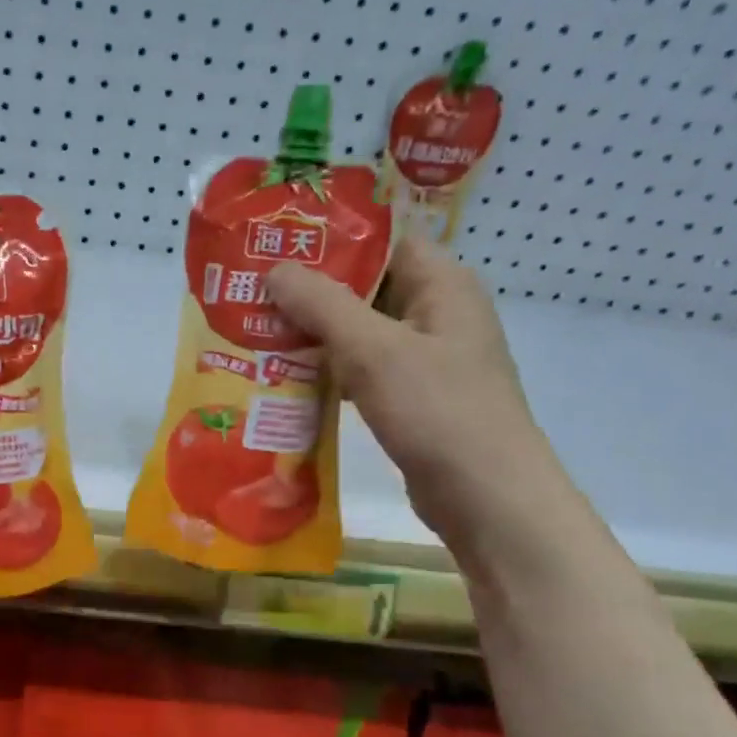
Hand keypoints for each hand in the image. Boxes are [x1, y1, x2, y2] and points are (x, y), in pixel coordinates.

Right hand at [265, 235, 562, 547]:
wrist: (485, 496)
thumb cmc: (436, 410)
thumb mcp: (373, 350)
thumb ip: (322, 305)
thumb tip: (276, 270)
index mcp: (442, 285)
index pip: (383, 241)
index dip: (330, 240)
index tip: (277, 247)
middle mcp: (438, 313)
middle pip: (367, 287)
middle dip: (311, 292)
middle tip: (252, 294)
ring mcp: (427, 359)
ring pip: (361, 333)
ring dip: (314, 335)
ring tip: (257, 333)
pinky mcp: (413, 398)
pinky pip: (363, 371)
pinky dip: (329, 372)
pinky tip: (287, 380)